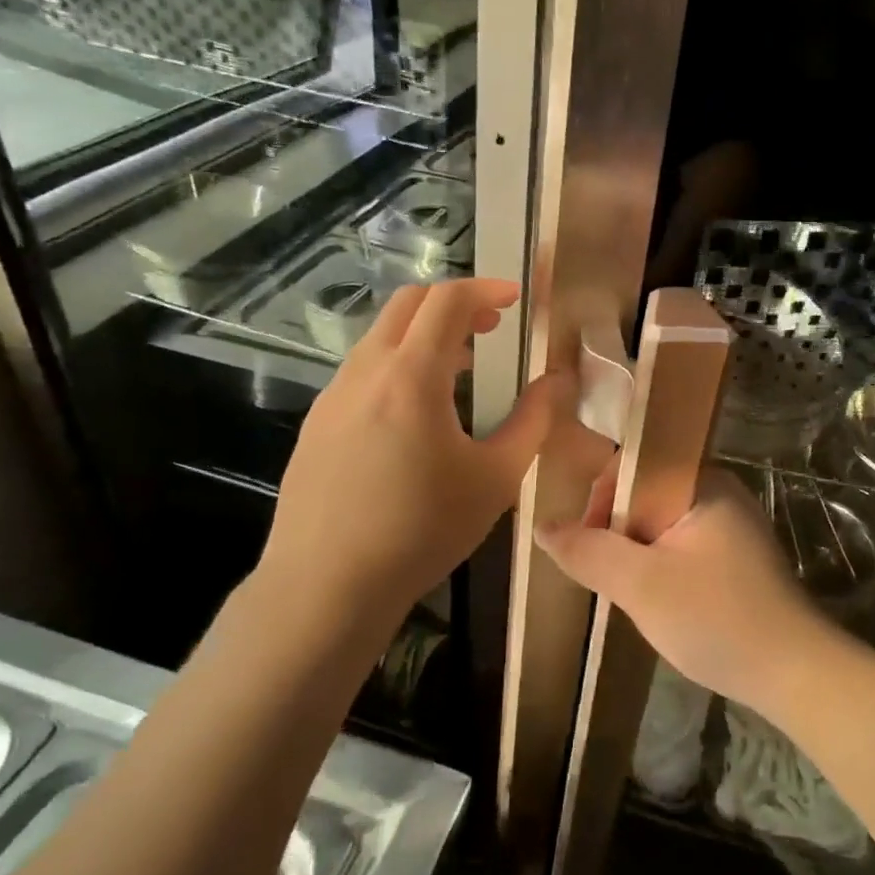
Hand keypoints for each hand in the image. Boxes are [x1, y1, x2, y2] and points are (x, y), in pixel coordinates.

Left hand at [257, 278, 573, 632]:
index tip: (515, 298)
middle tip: (490, 327)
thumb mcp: (495, 478)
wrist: (326, 585)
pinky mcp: (316, 425)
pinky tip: (413, 416)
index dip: (485, 289)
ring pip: (380, 339)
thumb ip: (532, 421)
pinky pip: (361, 373)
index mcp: (410, 376)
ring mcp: (332, 397)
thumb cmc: (422, 530)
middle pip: (407, 305)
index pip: (447, 300)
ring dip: (423, 337)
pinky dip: (396, 367)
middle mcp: (364, 372)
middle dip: (452, 303)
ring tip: (458, 371)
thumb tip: (558, 381)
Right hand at [535, 463, 845, 712]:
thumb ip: (588, 551)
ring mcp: (731, 526)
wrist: (795, 674)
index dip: (600, 500)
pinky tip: (660, 603)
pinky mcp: (735, 558)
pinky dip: (659, 568)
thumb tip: (542, 528)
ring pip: (659, 525)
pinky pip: (680, 546)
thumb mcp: (640, 585)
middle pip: (644, 495)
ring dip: (636, 555)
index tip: (589, 546)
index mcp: (702, 482)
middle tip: (610, 579)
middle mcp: (719, 492)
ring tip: (633, 595)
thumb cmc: (717, 619)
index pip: (633, 466)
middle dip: (617, 534)